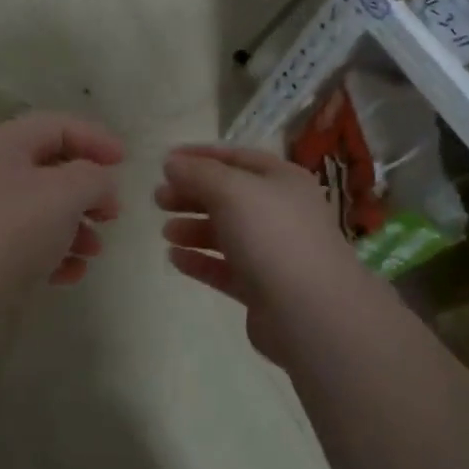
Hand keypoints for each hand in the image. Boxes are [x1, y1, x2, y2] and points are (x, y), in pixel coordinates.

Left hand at [0, 112, 123, 319]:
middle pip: (50, 170)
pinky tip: (70, 275)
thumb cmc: (8, 231)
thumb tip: (100, 182)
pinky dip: (55, 255)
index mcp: (4, 145)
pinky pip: (29, 246)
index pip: (57, 126)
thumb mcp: (63, 193)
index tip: (126, 162)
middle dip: (87, 189)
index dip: (94, 138)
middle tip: (113, 213)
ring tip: (94, 250)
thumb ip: (93, 178)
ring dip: (75, 227)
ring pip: (42, 212)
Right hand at [156, 145, 384, 366]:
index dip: (199, 156)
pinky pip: (225, 267)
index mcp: (282, 180)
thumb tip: (172, 163)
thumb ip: (198, 173)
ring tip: (165, 232)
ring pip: (226, 233)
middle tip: (157, 199)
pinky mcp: (263, 288)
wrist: (311, 312)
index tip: (164, 162)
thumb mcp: (232, 191)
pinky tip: (175, 259)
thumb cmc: (273, 237)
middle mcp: (281, 212)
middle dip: (191, 194)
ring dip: (193, 228)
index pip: (236, 157)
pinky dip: (200, 261)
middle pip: (228, 196)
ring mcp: (274, 252)